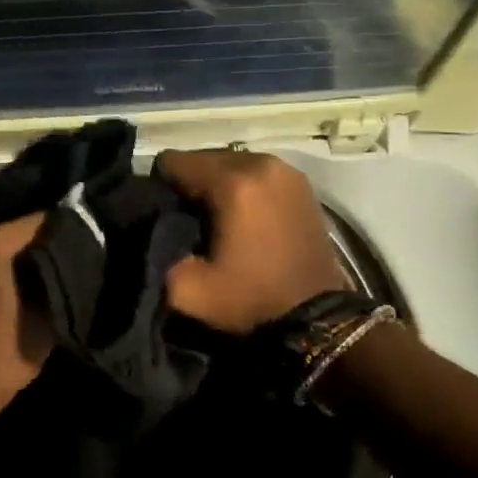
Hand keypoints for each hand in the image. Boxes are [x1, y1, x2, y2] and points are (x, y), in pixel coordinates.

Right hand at [156, 150, 353, 334]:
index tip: (162, 212)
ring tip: (213, 216)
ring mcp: (286, 171)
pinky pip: (257, 173)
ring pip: (232, 163)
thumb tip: (157, 232)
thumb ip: (161, 254)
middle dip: (190, 182)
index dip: (160, 185)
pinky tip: (241, 215)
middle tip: (186, 216)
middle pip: (205, 157)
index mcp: (233, 182)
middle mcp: (261, 164)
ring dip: (217, 183)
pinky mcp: (302, 184)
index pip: (175, 161)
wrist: (319, 319)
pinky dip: (243, 187)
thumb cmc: (252, 299)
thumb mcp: (189, 290)